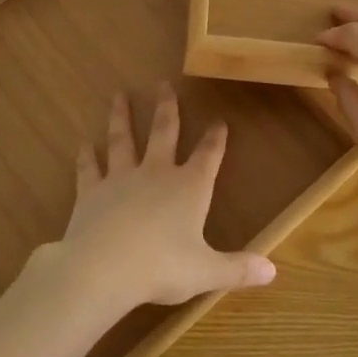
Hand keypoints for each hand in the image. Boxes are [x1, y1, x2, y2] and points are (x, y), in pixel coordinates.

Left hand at [46, 85, 275, 312]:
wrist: (103, 268)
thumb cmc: (161, 268)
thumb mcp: (206, 271)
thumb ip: (238, 269)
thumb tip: (273, 272)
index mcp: (189, 188)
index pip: (208, 156)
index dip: (215, 138)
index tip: (219, 120)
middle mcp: (156, 173)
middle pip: (164, 132)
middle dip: (166, 108)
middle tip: (163, 84)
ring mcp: (120, 178)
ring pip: (123, 140)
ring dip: (121, 117)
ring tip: (119, 95)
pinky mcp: (91, 191)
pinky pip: (89, 168)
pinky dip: (87, 156)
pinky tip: (84, 144)